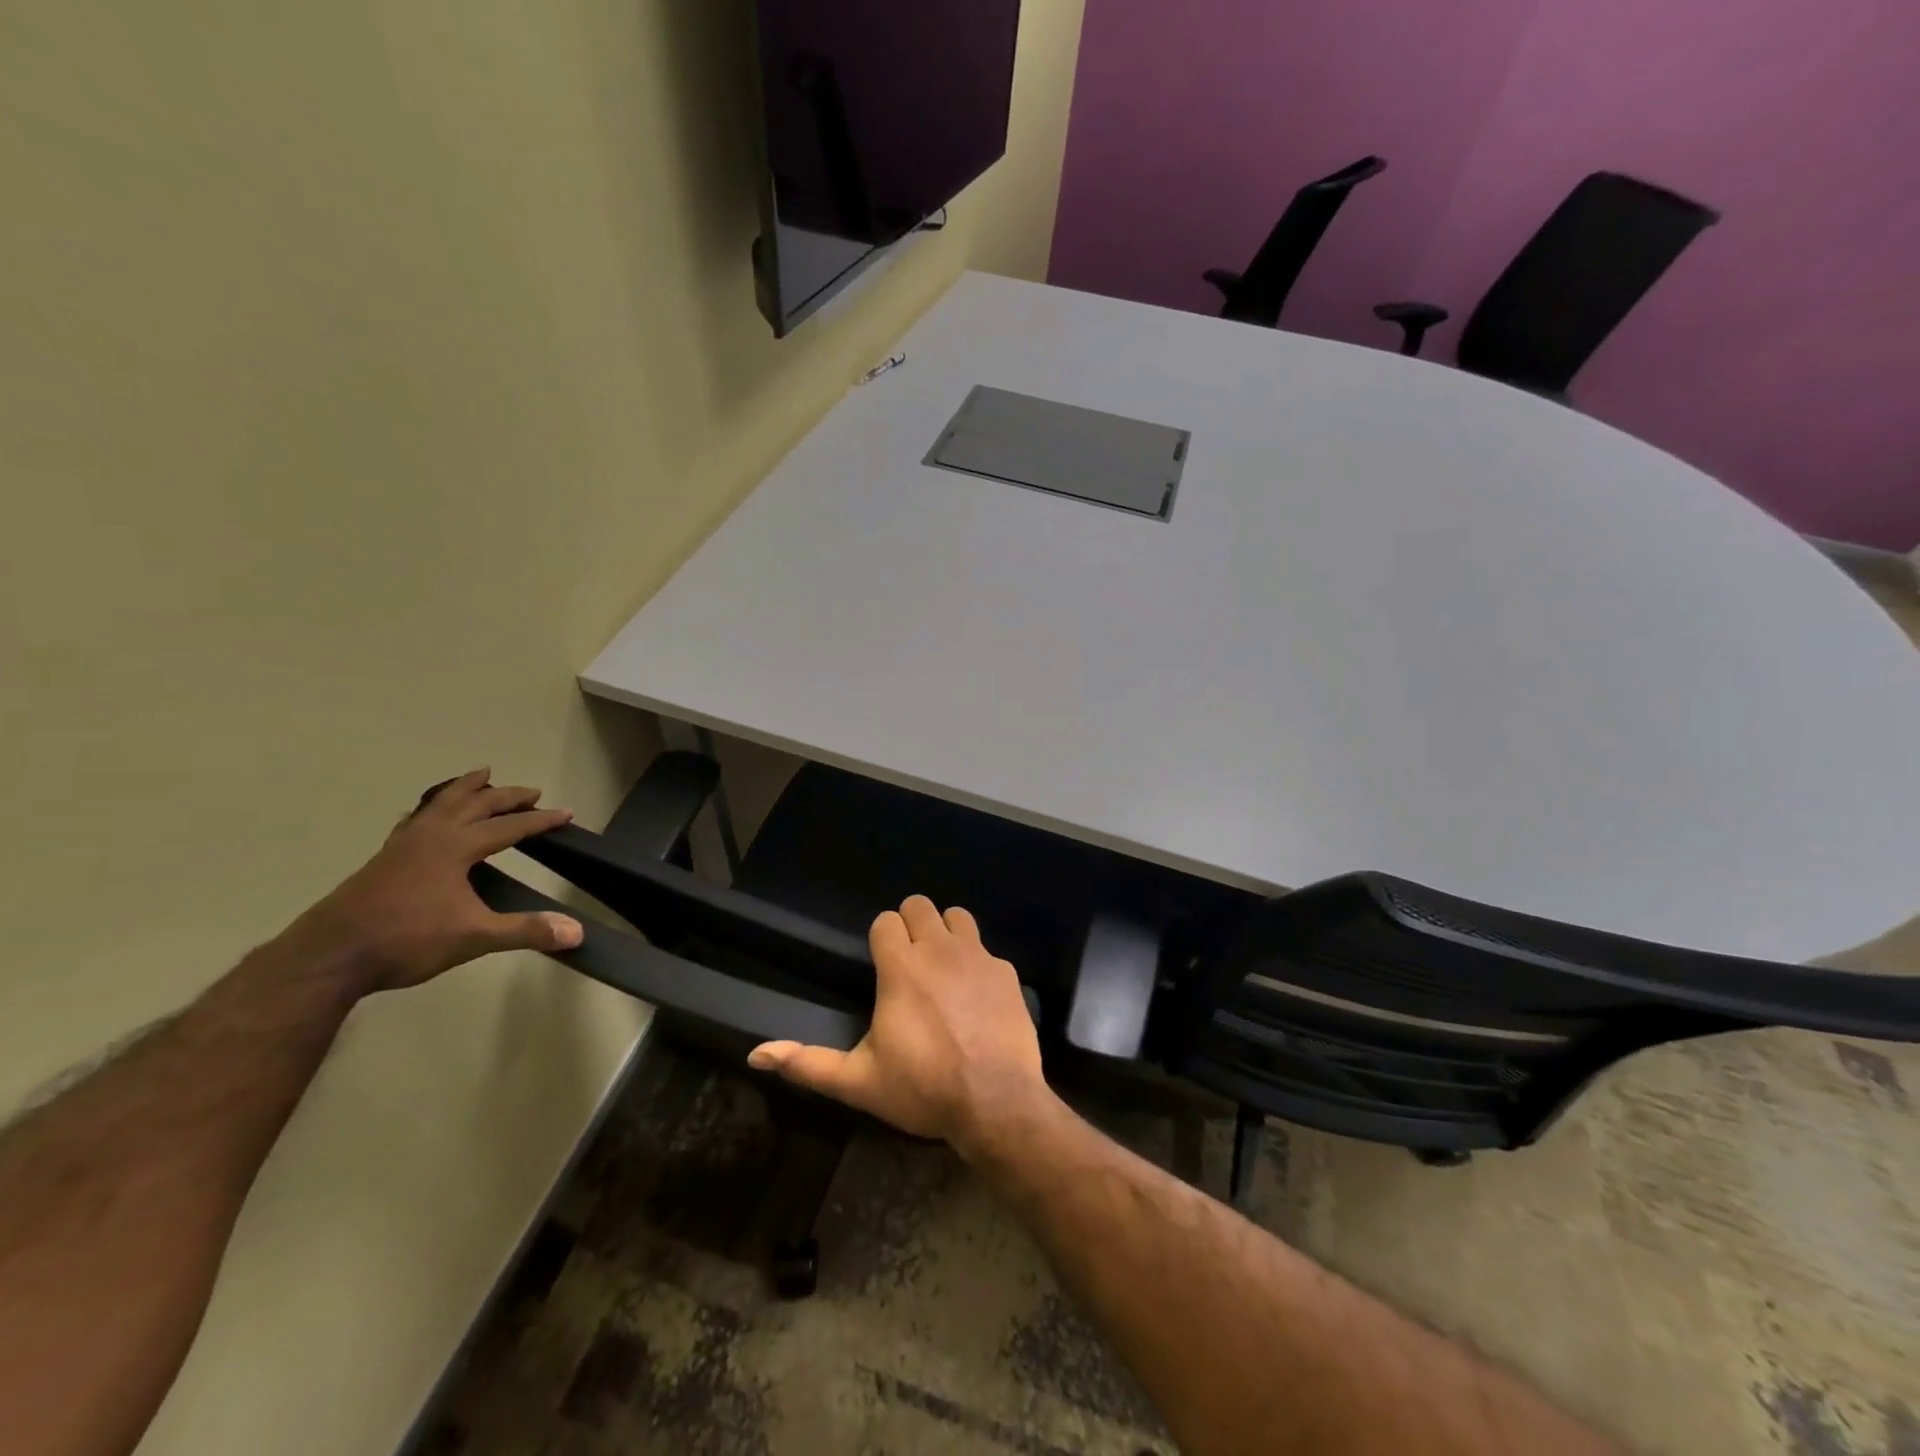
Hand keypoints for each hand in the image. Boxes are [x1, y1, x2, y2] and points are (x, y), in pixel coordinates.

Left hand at [275, 768, 584, 992]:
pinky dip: (429, 810)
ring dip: (465, 789)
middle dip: (507, 795)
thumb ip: (526, 931)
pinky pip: (413, 820)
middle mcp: (431, 836)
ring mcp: (402, 845)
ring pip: (440, 804)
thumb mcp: (474, 937)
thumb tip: (578, 932)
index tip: (566, 813)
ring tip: (480, 775)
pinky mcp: (382, 859)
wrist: (328, 957)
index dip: (541, 820)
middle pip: (475, 804)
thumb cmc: (406, 941)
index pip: (509, 826)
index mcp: (456, 847)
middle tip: (532, 791)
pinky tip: (424, 815)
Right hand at [747, 895, 1049, 1154]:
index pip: (886, 920)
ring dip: (946, 932)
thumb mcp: (859, 1081)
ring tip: (942, 966)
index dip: (882, 939)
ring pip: (957, 916)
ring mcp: (978, 956)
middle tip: (910, 961)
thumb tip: (755, 1055)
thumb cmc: (922, 1089)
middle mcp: (939, 949)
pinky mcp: (1007, 972)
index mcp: (901, 967)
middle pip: (920, 905)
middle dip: (911, 925)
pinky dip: (978, 964)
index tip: (882, 965)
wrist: (996, 1102)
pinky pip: (987, 950)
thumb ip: (808, 1064)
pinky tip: (977, 996)